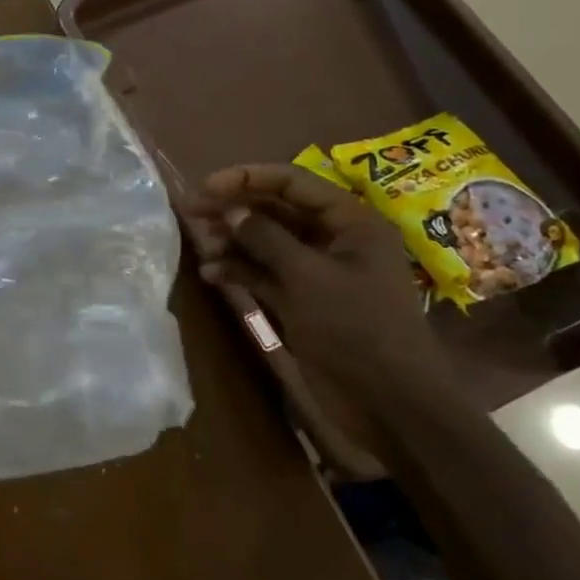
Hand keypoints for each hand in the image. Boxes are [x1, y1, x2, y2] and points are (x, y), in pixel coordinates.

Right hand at [190, 163, 456, 417]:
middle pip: (277, 211)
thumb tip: (231, 211)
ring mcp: (316, 273)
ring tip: (199, 244)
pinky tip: (211, 275)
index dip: (248, 178)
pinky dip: (240, 271)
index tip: (207, 185)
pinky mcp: (302, 302)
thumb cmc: (355, 327)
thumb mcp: (308, 277)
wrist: (388, 401)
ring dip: (233, 241)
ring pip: (267, 243)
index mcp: (350, 222)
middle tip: (191, 211)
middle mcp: (333, 240)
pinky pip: (265, 275)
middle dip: (235, 209)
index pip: (294, 183)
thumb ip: (266, 239)